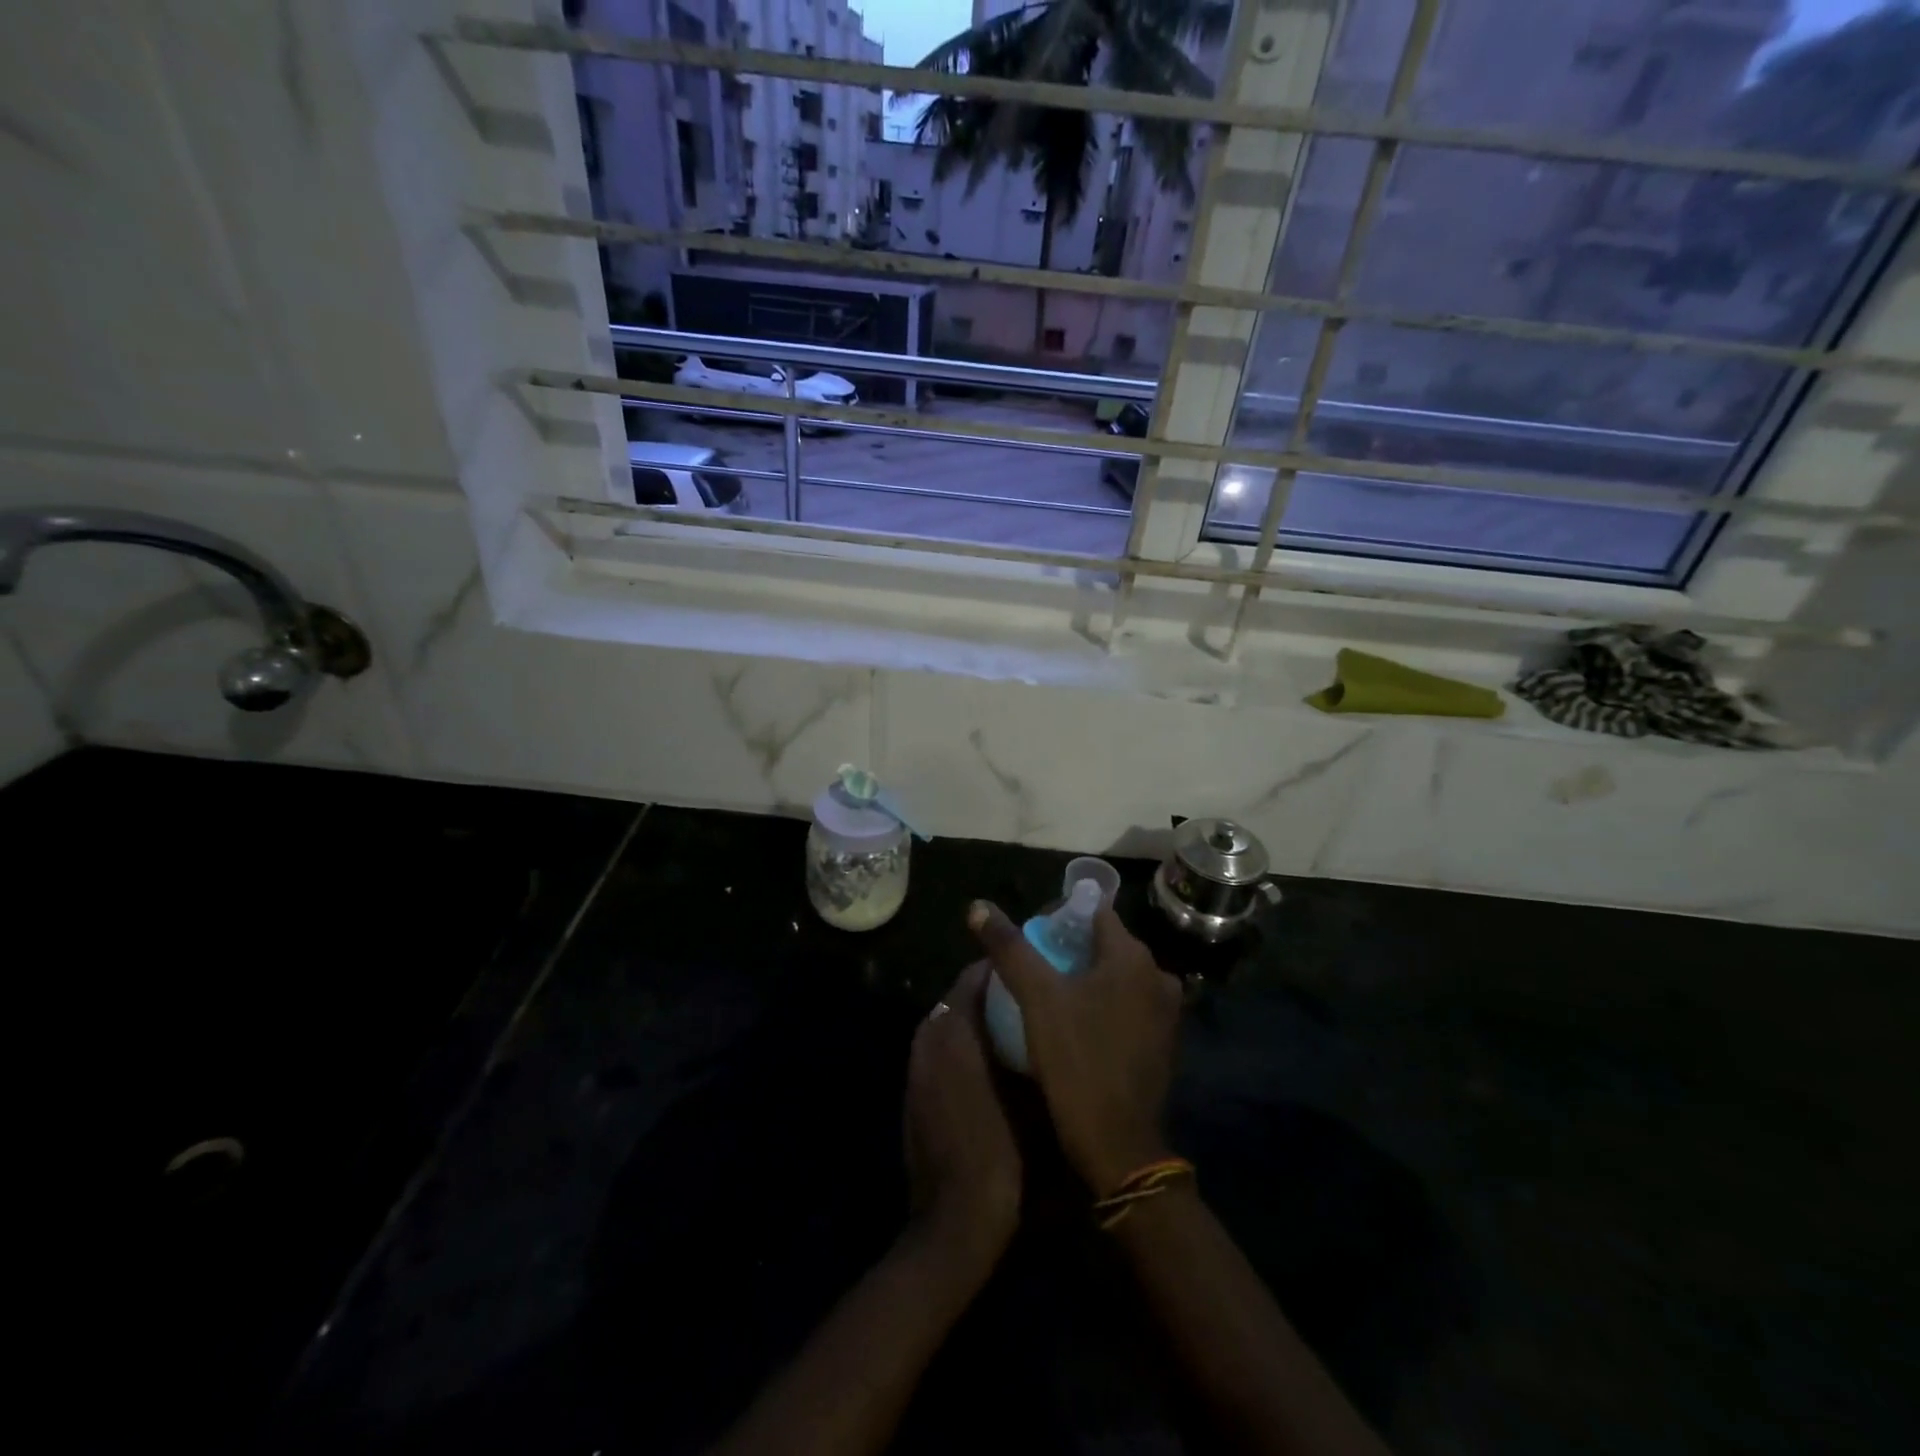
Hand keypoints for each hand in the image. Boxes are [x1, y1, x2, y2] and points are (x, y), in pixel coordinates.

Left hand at [903, 963, 1021, 1268]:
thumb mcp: (1039, 1099)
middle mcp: (930, 1037)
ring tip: (1010, 1025)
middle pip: (959, 995)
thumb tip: (1051, 1021)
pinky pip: (938, 1049)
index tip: (1033, 966)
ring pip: (947, 1022)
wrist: (955, 1222)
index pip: (976, 975)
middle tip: (1026, 994)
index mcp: (958, 1030)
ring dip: (973, 1017)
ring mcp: (917, 1066)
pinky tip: (986, 1064)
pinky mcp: (913, 1091)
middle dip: (990, 991)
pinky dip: (959, 1044)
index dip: (1004, 967)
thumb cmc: (1005, 1156)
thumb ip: (1041, 1050)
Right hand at [968, 900, 1181, 1194]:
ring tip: (1048, 996)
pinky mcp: (1163, 1043)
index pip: (1094, 913)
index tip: (1032, 934)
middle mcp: (1158, 976)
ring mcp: (1166, 1013)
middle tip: (1032, 967)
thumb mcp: (1036, 998)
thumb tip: (978, 906)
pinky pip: (1127, 1006)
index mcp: (1133, 956)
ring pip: (1116, 978)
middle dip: (1070, 949)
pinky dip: (1103, 1005)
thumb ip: (1009, 948)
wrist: (1117, 1147)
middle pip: (1105, 945)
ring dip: (1086, 979)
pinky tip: (1075, 1025)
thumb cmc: (1077, 1060)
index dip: (1060, 917)